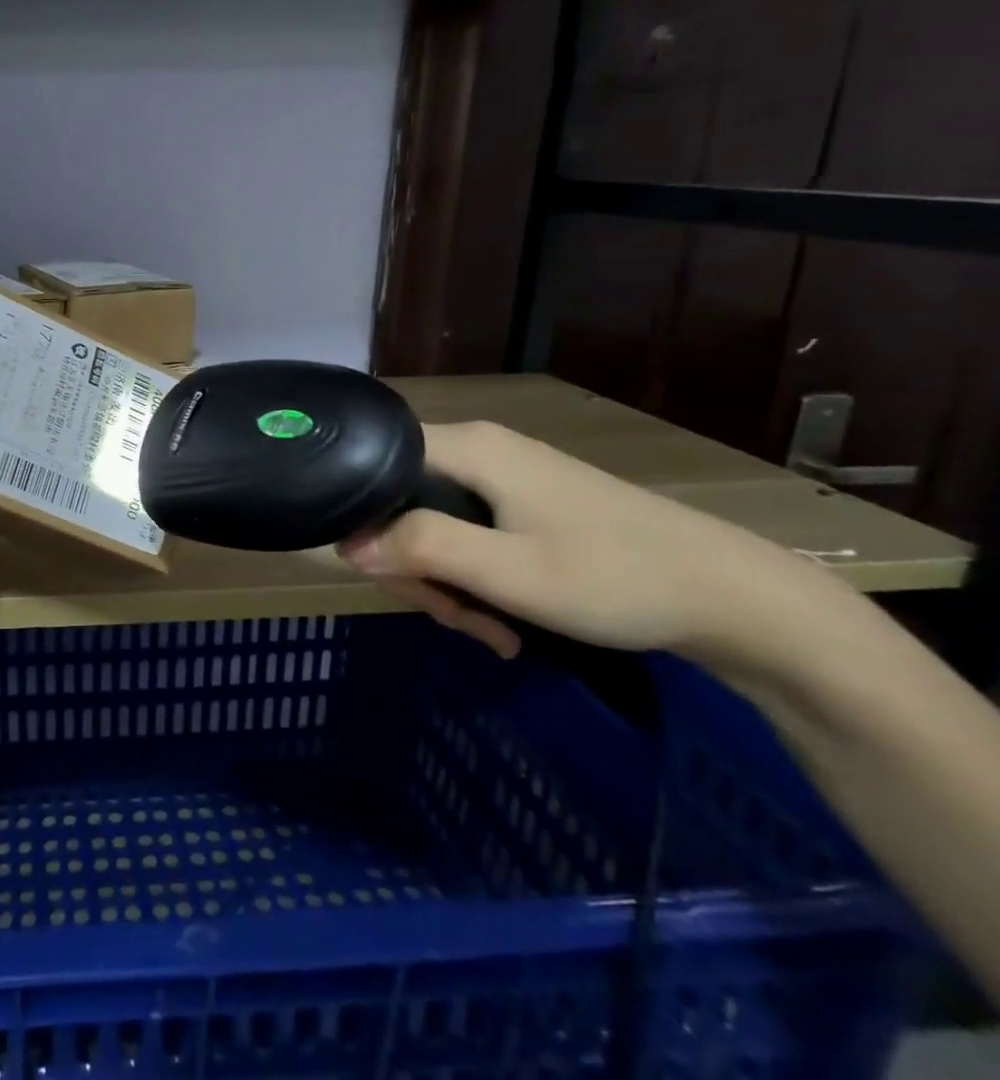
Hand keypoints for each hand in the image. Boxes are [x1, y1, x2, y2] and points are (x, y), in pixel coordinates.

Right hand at [338, 421, 845, 669]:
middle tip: (454, 616)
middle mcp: (476, 450)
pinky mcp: (522, 504)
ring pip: (432, 526)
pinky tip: (504, 625)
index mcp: (466, 447)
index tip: (388, 572)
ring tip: (491, 632)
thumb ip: (420, 548)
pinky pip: (466, 537)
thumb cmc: (614, 576)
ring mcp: (501, 477)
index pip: (373, 463)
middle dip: (415, 567)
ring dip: (447, 585)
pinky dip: (474, 581)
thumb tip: (345, 545)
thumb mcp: (507, 571)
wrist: (734, 598)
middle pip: (400, 502)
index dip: (362, 516)